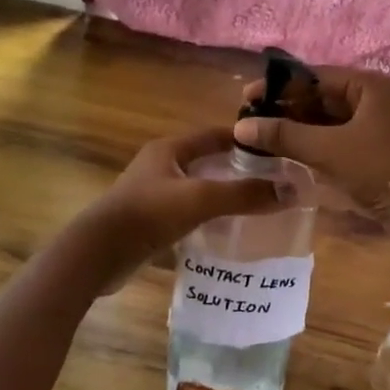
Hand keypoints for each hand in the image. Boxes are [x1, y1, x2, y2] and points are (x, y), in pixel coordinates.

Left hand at [74, 126, 281, 279]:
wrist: (97, 254)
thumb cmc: (148, 215)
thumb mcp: (200, 200)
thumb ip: (244, 194)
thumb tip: (291, 191)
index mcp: (169, 149)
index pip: (215, 135)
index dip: (245, 140)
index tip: (277, 151)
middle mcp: (160, 166)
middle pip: (207, 162)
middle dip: (237, 170)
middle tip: (273, 182)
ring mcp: (152, 194)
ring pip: (197, 189)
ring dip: (222, 196)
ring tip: (257, 208)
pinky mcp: (149, 221)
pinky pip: (186, 213)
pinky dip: (207, 219)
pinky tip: (226, 232)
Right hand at [233, 67, 389, 212]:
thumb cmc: (379, 170)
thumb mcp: (328, 150)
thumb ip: (284, 135)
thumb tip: (241, 126)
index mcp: (368, 86)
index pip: (314, 76)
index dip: (278, 87)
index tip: (246, 98)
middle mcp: (373, 98)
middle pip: (320, 96)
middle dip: (286, 108)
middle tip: (250, 120)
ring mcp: (375, 124)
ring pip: (326, 119)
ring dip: (296, 127)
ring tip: (260, 137)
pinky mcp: (373, 149)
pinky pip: (335, 137)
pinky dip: (312, 142)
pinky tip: (286, 151)